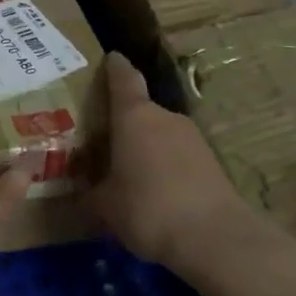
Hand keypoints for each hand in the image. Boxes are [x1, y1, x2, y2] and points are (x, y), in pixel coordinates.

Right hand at [86, 53, 255, 273]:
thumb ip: (91, 193)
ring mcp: (193, 139)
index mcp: (134, 116)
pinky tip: (156, 193)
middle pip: (141, 111)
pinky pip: (178, 157)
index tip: (110, 58)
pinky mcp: (212, 163)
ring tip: (129, 173)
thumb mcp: (105, 206)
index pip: (123, 78)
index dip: (115, 67)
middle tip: (104, 142)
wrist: (214, 238)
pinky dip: (166, 167)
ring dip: (146, 148)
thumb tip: (81, 192)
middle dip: (124, 124)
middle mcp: (165, 118)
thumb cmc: (147, 208)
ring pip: (161, 135)